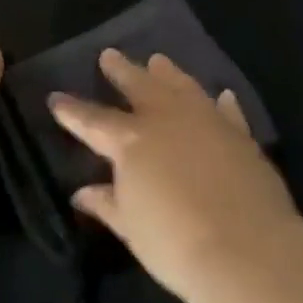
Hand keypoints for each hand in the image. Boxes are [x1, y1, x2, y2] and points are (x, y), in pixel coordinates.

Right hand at [49, 50, 296, 301]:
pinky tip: (222, 95)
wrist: (246, 248)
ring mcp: (206, 120)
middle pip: (139, 85)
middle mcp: (167, 118)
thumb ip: (108, 203)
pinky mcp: (239, 133)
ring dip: (168, 73)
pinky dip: (221, 102)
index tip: (56, 98)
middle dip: (121, 71)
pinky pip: (226, 110)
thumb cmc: (175, 243)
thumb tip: (82, 192)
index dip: (72, 110)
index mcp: (131, 140)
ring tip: (158, 60)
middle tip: (109, 54)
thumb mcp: (131, 227)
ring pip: (182, 85)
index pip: (92, 120)